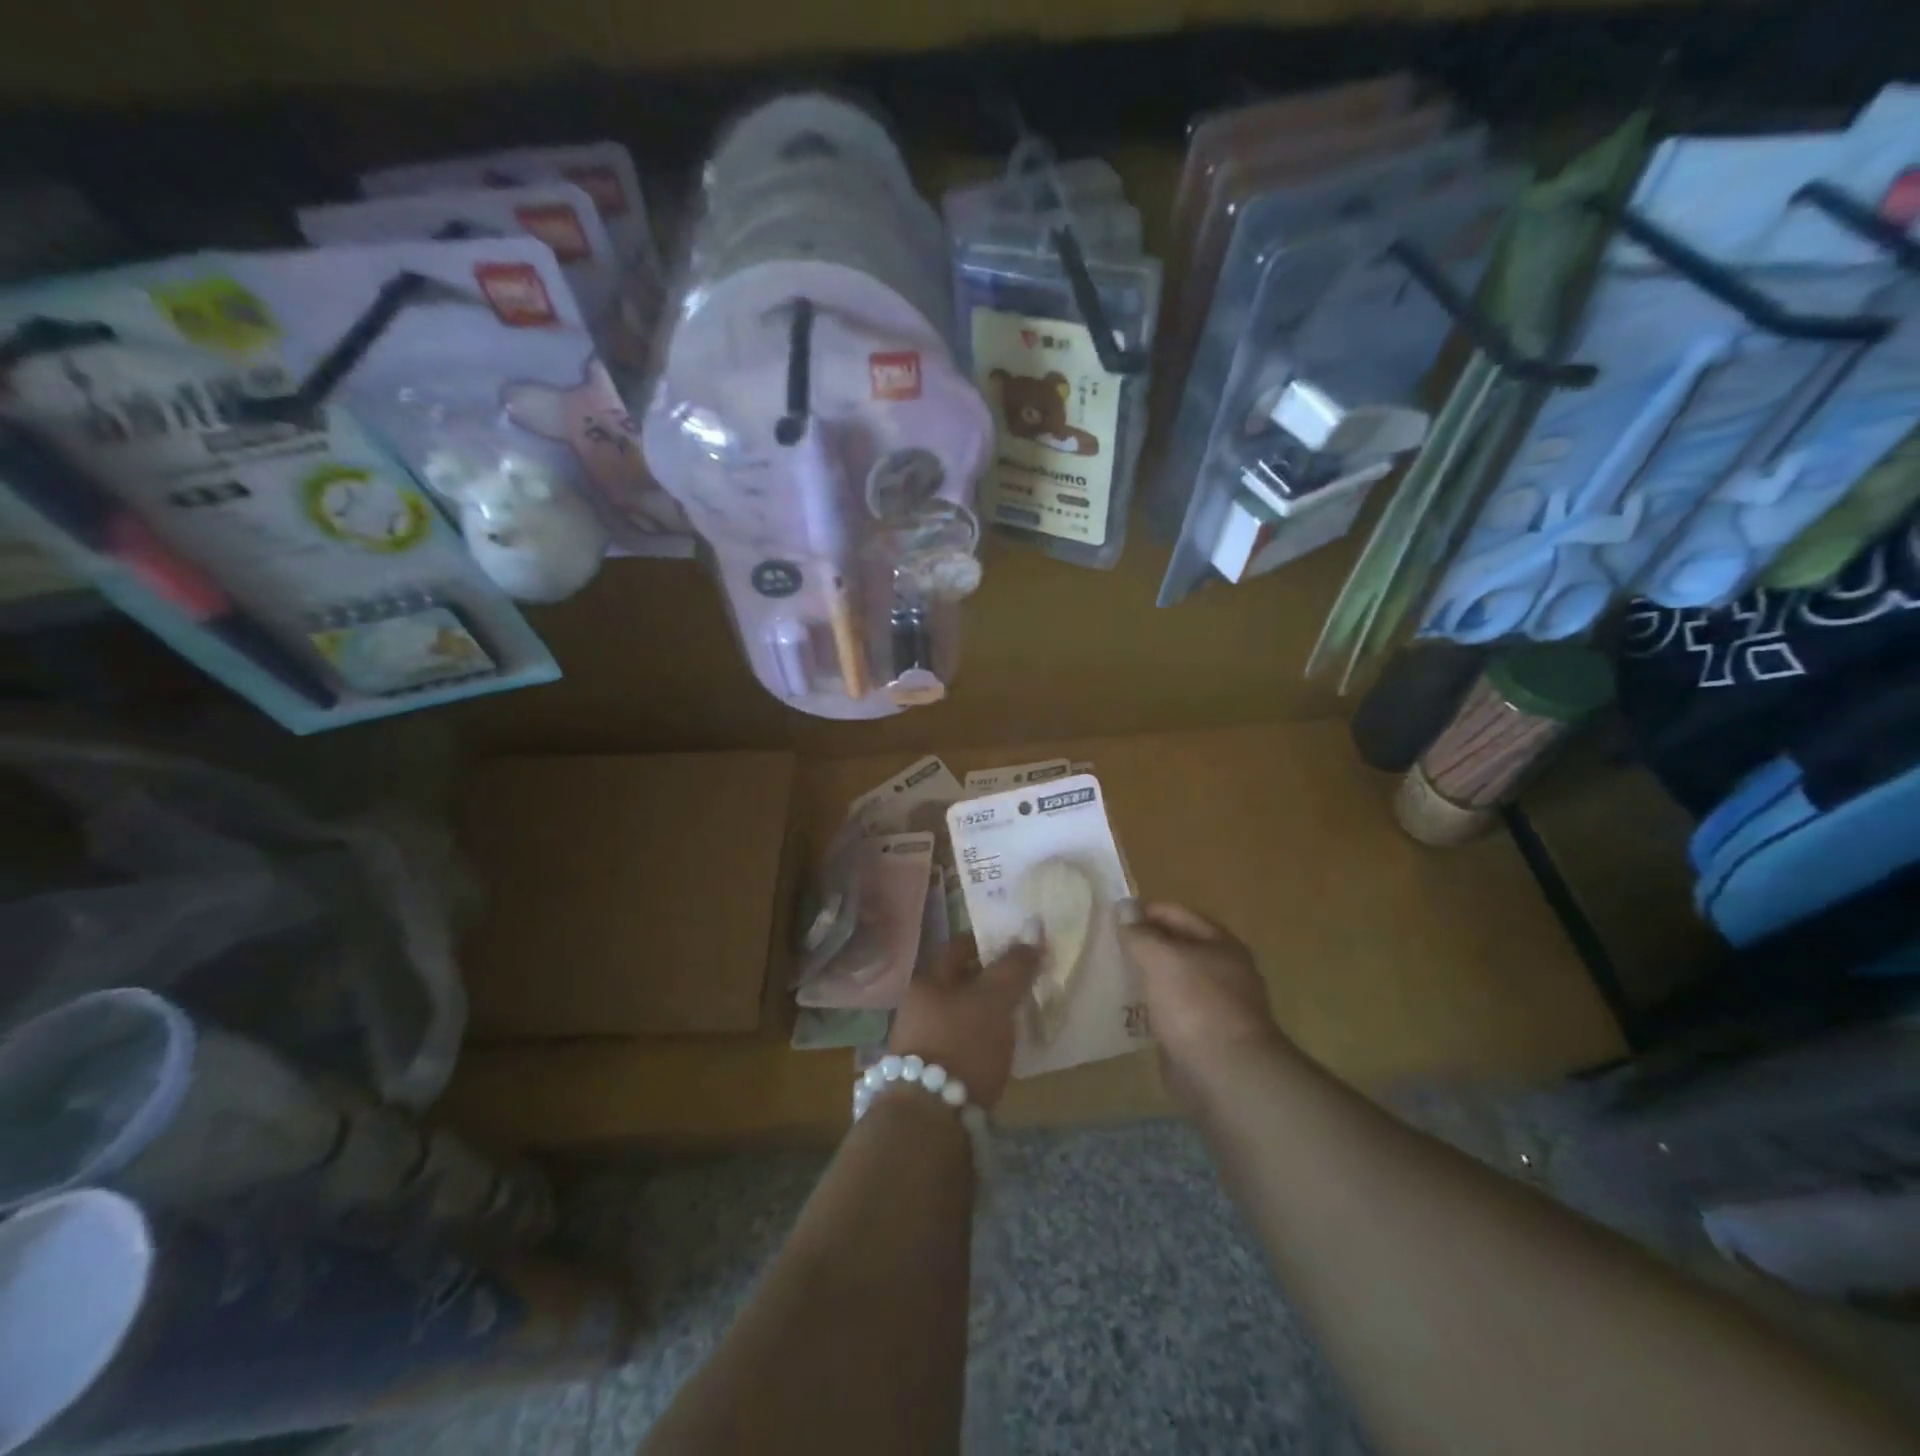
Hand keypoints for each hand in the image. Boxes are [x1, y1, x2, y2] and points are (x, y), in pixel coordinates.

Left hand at [888, 934, 1040, 1110]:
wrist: (930, 1119)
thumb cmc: (962, 1044)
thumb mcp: (994, 1000)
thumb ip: (1014, 967)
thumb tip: (1033, 933)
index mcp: (927, 981)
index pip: (958, 947)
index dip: (986, 942)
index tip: (1015, 944)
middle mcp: (918, 1007)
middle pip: (958, 982)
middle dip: (988, 980)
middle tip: (1023, 980)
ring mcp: (921, 1042)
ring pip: (960, 1014)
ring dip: (985, 1013)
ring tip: (1017, 1015)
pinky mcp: (931, 1074)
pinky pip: (961, 1043)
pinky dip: (980, 1040)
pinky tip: (1000, 1049)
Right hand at [1118, 901, 1286, 1110]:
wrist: (1226, 1075)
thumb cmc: (1196, 1004)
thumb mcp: (1161, 958)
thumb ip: (1139, 933)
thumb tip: (1123, 906)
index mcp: (1220, 943)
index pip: (1176, 913)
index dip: (1144, 911)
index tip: (1110, 917)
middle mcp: (1222, 970)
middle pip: (1176, 946)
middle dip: (1144, 944)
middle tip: (1106, 945)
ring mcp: (1214, 1004)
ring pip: (1172, 980)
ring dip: (1145, 976)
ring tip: (1111, 974)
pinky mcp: (1202, 1035)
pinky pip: (1170, 1010)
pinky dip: (1150, 1007)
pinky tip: (1126, 1009)